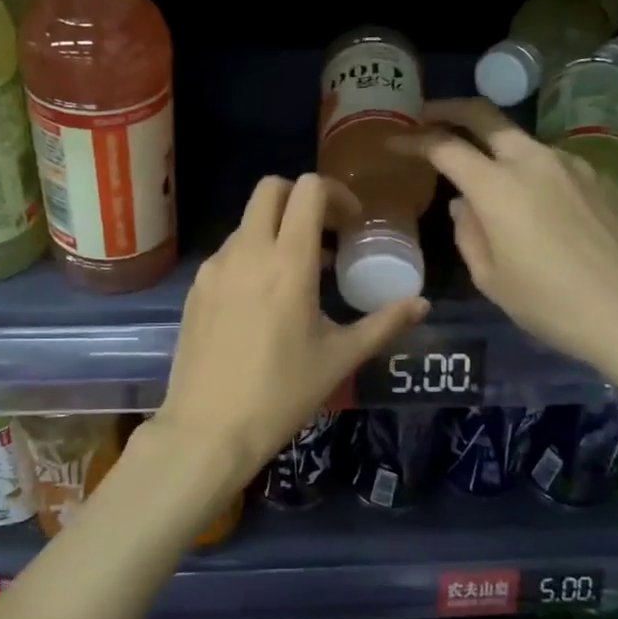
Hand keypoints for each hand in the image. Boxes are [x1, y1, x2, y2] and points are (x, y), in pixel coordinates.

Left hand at [152, 173, 428, 494]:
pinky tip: (264, 299)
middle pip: (271, 189)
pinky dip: (252, 255)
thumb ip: (384, 323)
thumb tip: (422, 304)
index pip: (308, 190)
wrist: (208, 429)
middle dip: (301, 198)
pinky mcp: (196, 287)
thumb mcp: (340, 358)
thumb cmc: (282, 394)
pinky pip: (228, 252)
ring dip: (276, 229)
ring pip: (247, 221)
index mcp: (287, 261)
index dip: (336, 194)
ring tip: (299, 273)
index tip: (351, 224)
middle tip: (325, 233)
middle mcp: (247, 252)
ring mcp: (215, 267)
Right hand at [401, 98, 617, 384]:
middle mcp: (533, 161)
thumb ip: (468, 232)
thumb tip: (464, 203)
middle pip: (485, 116)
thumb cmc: (549, 304)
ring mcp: (571, 164)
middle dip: (451, 110)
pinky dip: (530, 170)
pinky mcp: (599, 177)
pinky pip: (552, 163)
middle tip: (429, 115)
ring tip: (484, 175)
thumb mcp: (490, 278)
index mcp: (498, 187)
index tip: (394, 141)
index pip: (445, 147)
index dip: (414, 140)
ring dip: (495, 147)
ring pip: (521, 141)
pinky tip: (534, 202)